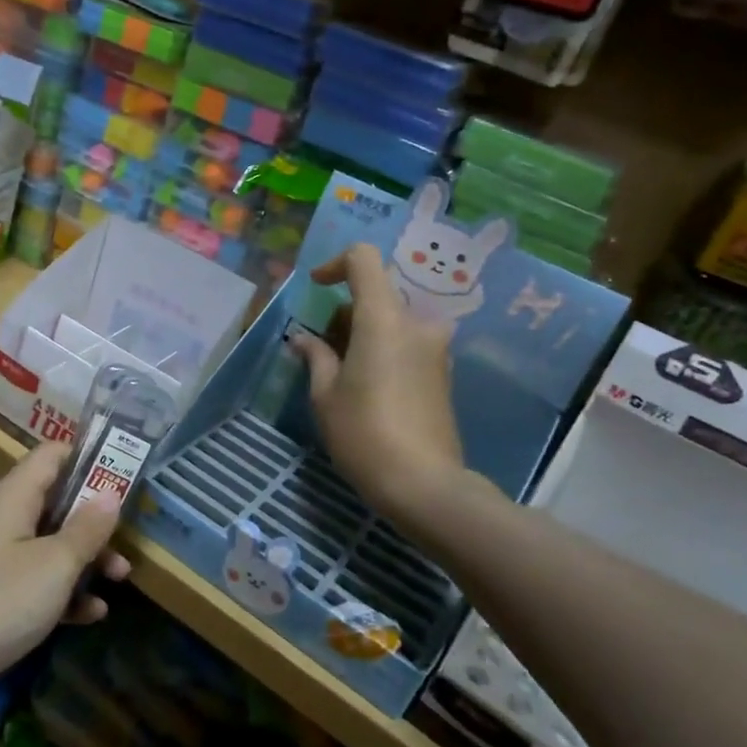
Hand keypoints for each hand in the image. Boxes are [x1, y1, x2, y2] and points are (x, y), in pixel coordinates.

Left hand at [0, 441, 130, 711]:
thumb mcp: (54, 564)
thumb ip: (87, 528)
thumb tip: (111, 492)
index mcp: (14, 496)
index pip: (53, 455)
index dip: (89, 458)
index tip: (125, 473)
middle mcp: (3, 519)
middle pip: (56, 501)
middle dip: (94, 518)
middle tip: (129, 536)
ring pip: (50, 544)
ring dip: (85, 558)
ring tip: (120, 577)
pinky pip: (36, 582)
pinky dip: (64, 592)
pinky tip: (93, 614)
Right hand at [291, 244, 472, 537]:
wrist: (425, 485)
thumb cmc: (364, 433)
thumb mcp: (325, 395)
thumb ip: (315, 356)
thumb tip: (304, 339)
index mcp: (384, 319)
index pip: (364, 260)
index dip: (335, 264)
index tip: (317, 288)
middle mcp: (417, 324)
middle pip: (377, 293)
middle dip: (345, 312)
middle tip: (322, 348)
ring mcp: (436, 349)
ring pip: (393, 320)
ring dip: (364, 332)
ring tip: (341, 371)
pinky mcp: (443, 373)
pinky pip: (408, 343)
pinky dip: (383, 349)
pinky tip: (366, 386)